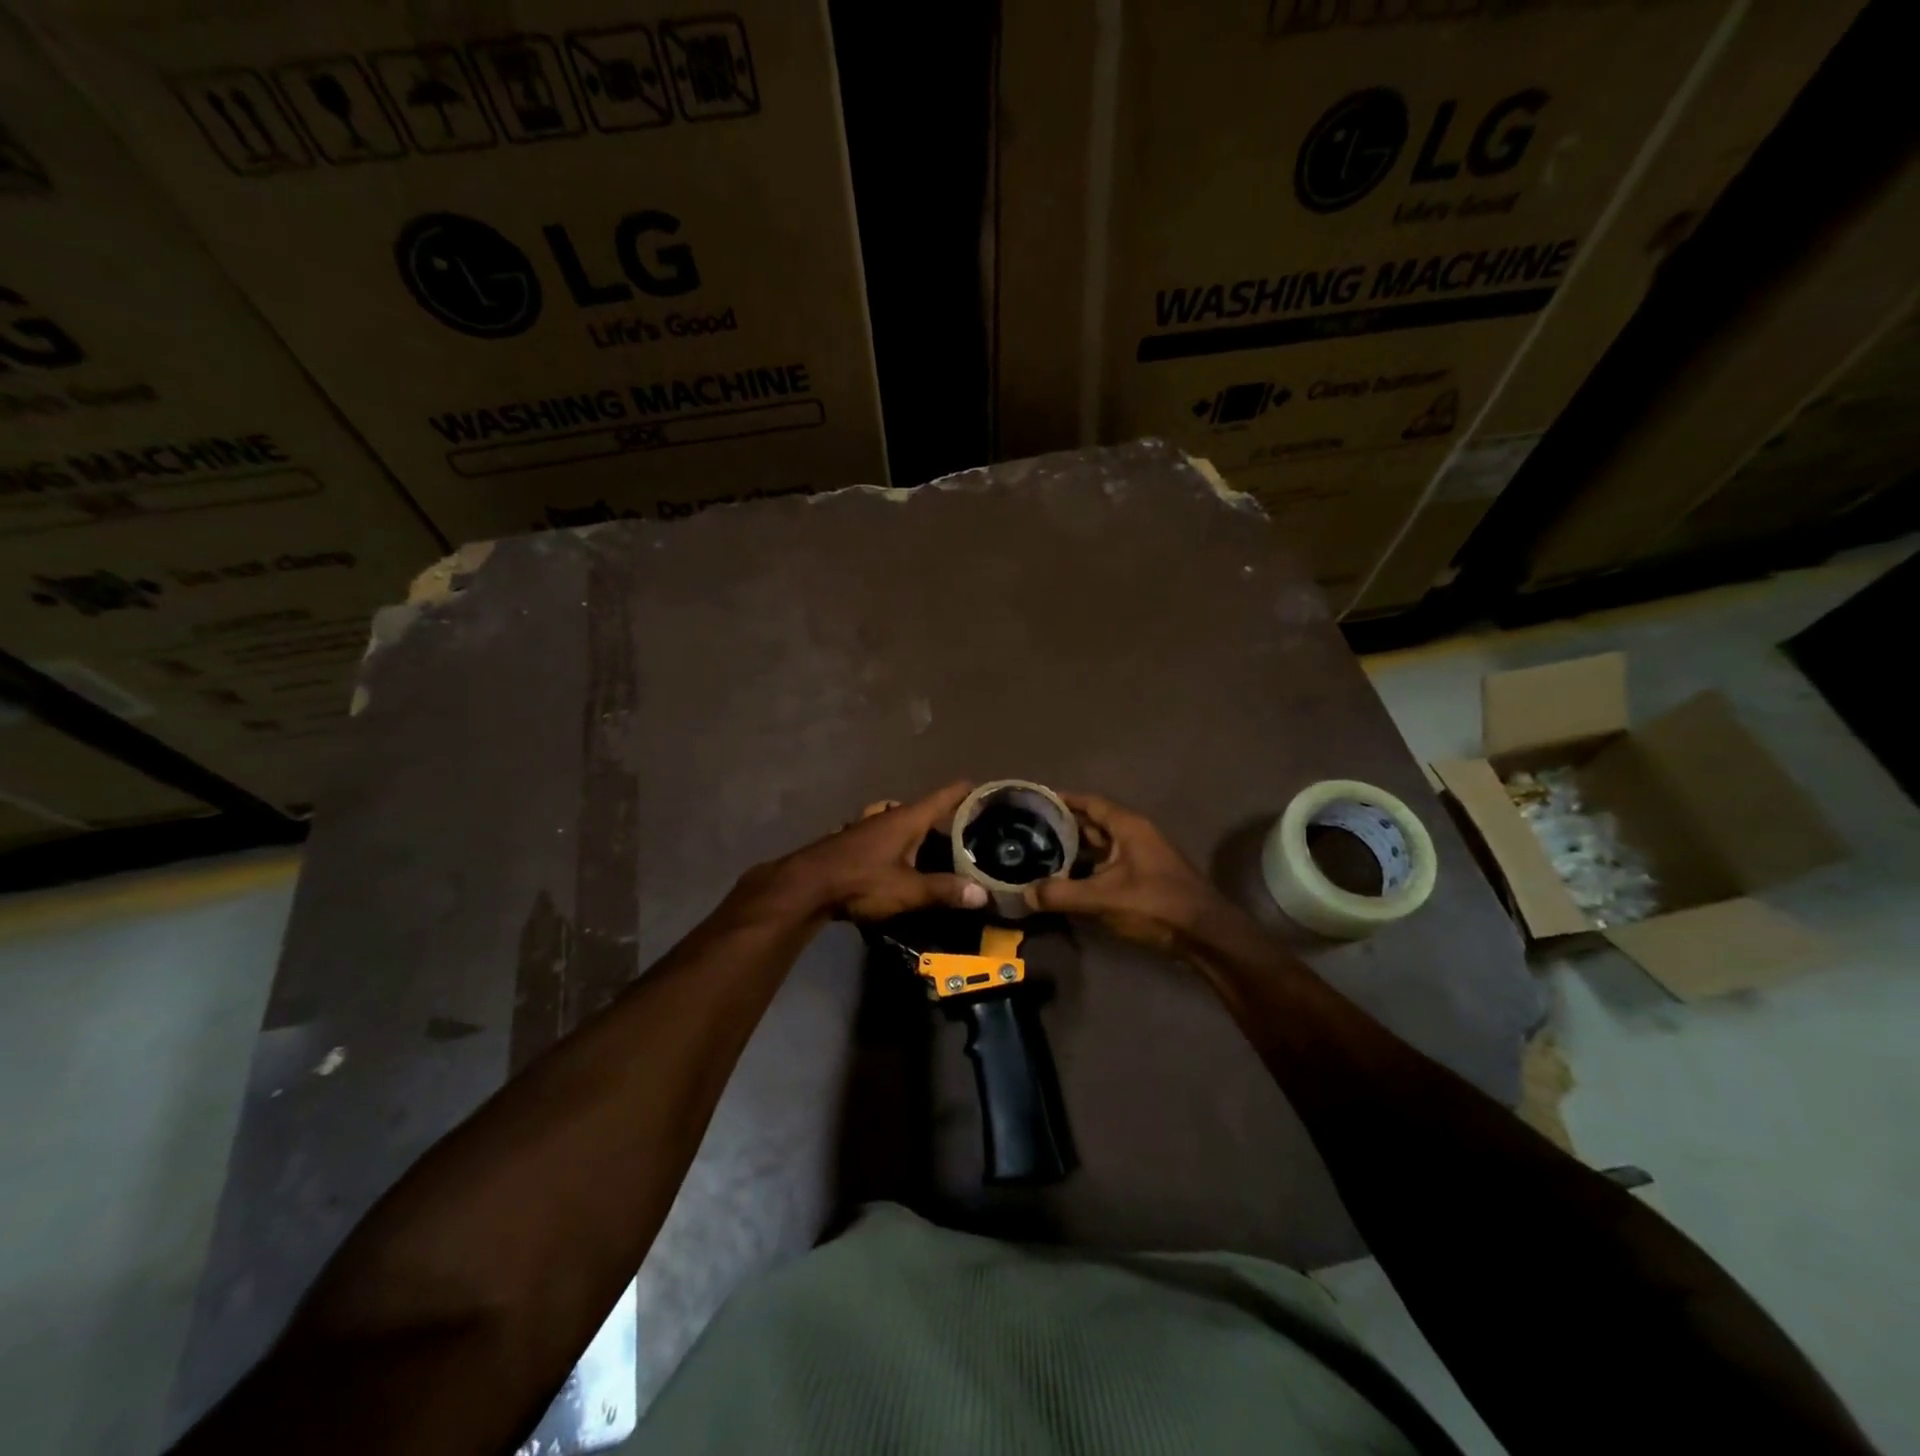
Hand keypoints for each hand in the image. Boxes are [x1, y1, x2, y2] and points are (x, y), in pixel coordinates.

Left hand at [759, 781, 988, 921]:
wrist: (806, 886)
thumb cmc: (861, 880)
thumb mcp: (908, 890)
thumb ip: (944, 890)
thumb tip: (983, 894)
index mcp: (908, 818)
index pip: (946, 795)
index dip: (968, 791)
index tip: (990, 791)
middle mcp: (890, 815)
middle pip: (926, 810)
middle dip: (948, 818)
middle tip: (973, 831)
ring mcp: (869, 827)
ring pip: (904, 822)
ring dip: (922, 832)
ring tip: (940, 849)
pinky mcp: (855, 842)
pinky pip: (888, 836)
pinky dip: (902, 843)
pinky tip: (905, 862)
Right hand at [1022, 792, 1227, 951]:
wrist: (1205, 935)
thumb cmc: (1155, 904)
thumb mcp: (1103, 898)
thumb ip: (1061, 894)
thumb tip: (1025, 894)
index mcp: (1128, 826)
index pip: (1090, 802)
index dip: (1063, 800)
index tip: (1035, 802)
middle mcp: (1135, 835)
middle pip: (1094, 824)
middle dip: (1064, 827)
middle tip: (1030, 832)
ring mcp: (1142, 857)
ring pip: (1102, 847)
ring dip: (1076, 851)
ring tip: (1041, 856)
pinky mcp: (1145, 879)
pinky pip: (1109, 866)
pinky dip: (1088, 870)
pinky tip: (1068, 883)